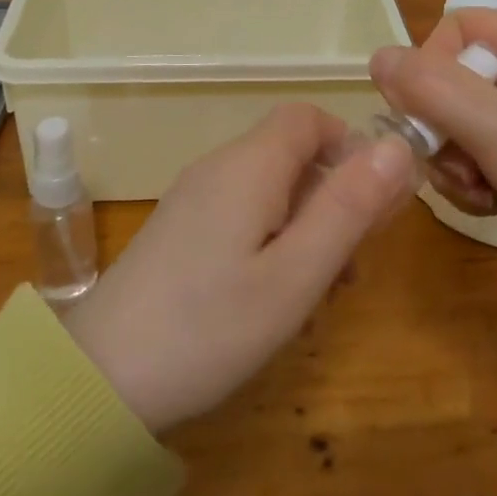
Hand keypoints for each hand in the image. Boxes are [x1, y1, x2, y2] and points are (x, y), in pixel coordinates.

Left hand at [60, 105, 415, 433]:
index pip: (310, 117)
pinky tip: (277, 296)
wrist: (98, 379)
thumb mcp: (295, 274)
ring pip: (272, 187)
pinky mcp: (182, 229)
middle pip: (294, 153)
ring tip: (322, 291)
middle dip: (335, 195)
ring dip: (309, 224)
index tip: (373, 203)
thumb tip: (398, 143)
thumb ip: (349, 206)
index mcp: (250, 165)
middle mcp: (221, 167)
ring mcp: (196, 197)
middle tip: (353, 263)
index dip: (350, 146)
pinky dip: (275, 238)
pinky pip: (244, 212)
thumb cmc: (209, 327)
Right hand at [371, 10, 496, 329]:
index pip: (452, 30)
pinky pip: (476, 152)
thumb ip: (430, 88)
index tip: (429, 116)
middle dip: (442, 130)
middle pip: (449, 80)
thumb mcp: (496, 127)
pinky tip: (492, 204)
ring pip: (456, 122)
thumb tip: (375, 56)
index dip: (429, 70)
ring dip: (455, 162)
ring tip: (481, 190)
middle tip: (457, 165)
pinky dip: (473, 179)